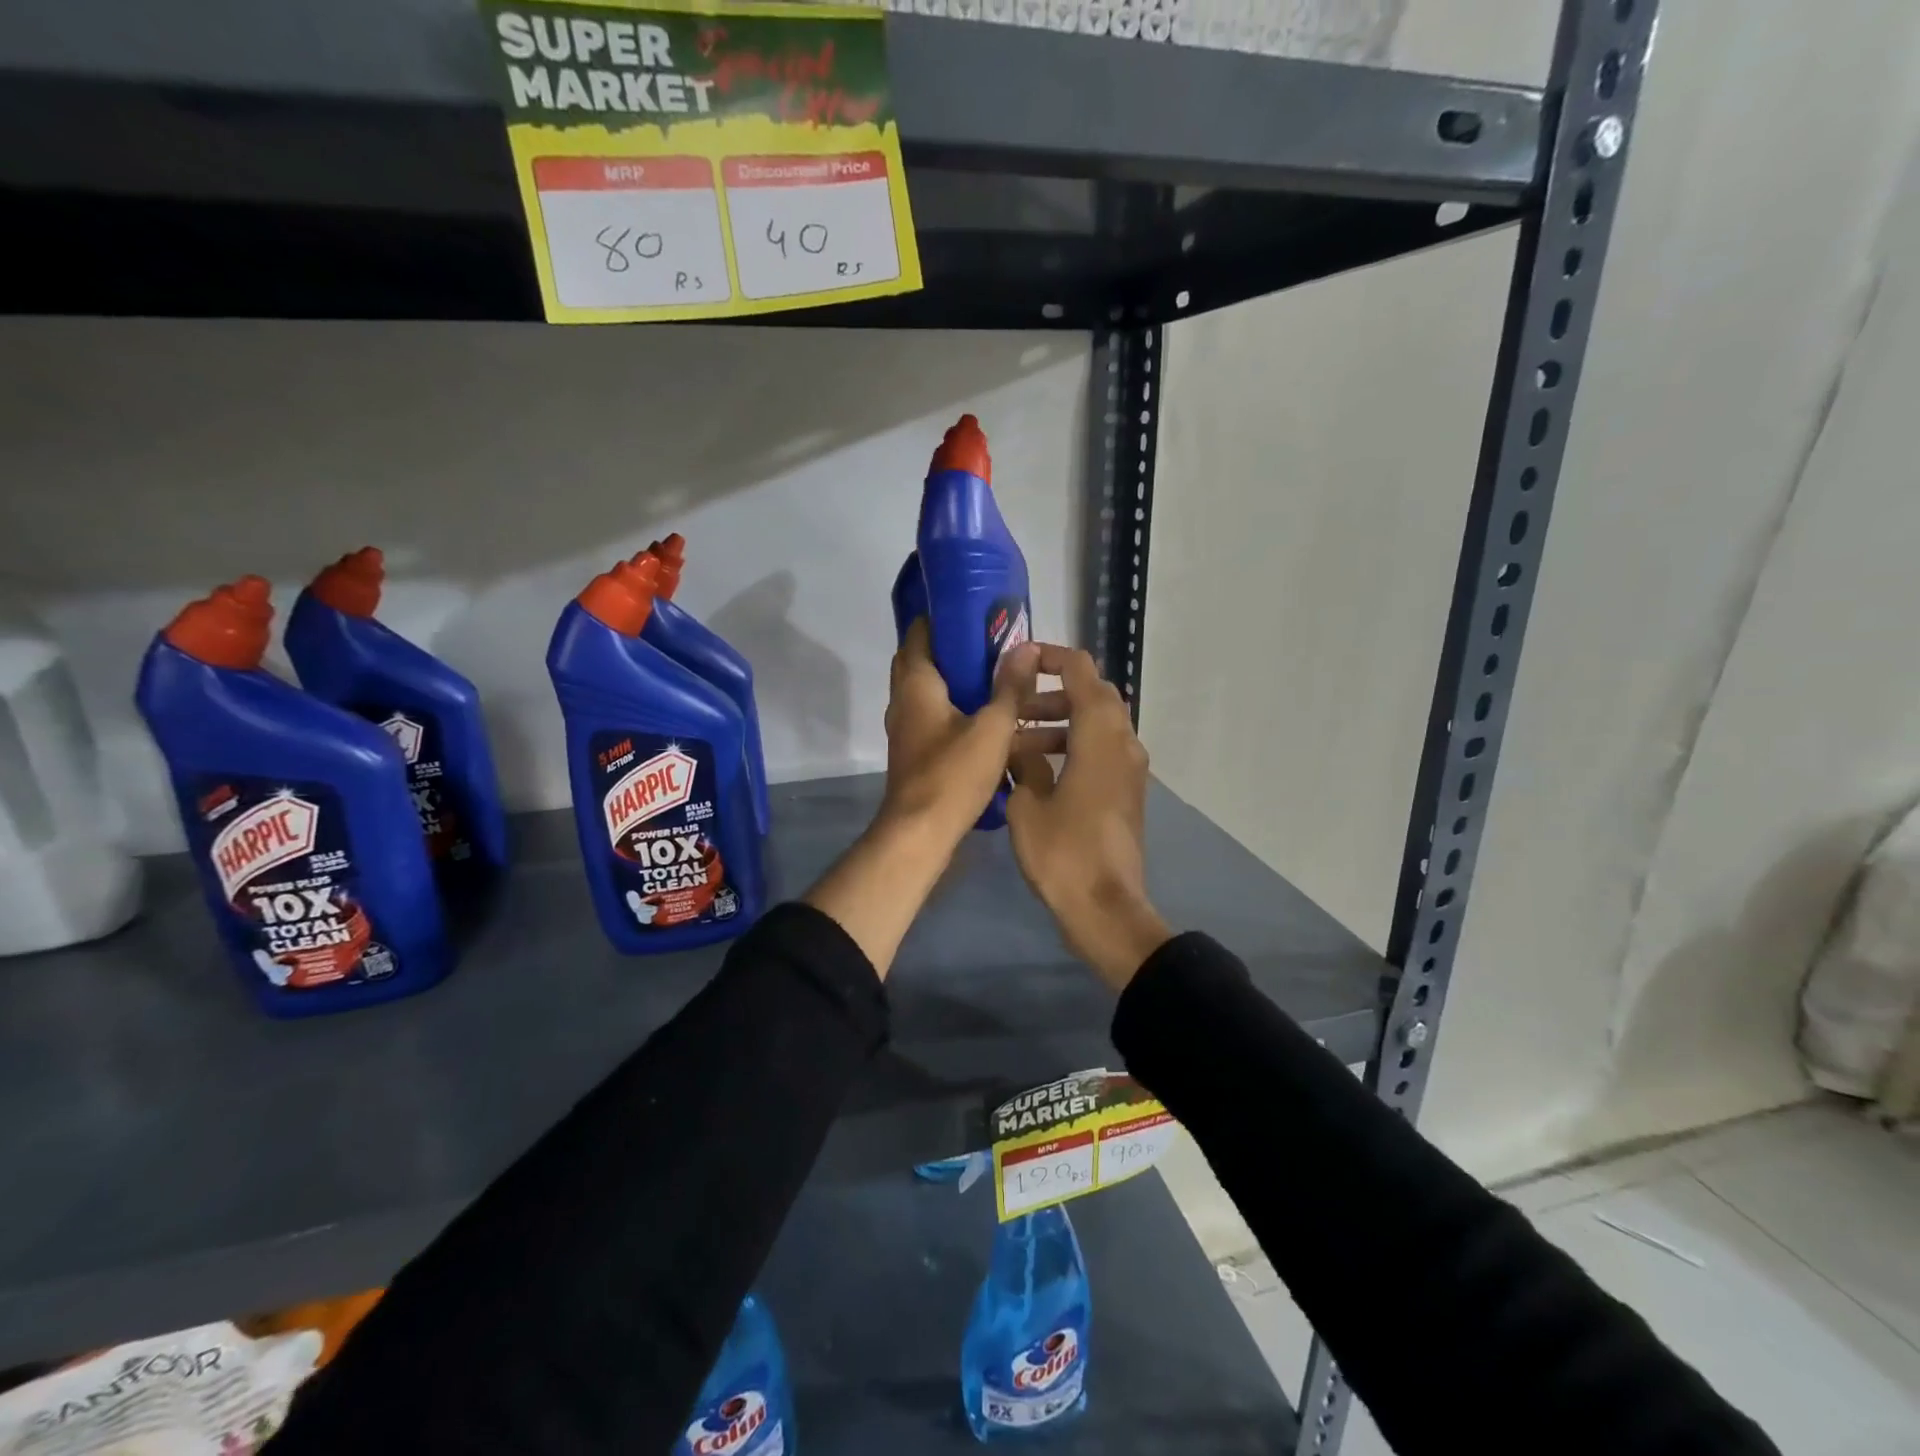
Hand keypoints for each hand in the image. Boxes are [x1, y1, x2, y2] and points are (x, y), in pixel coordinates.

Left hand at [880, 618, 1037, 843]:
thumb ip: (1010, 687)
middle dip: (961, 652)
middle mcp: (906, 700)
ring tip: (1007, 681)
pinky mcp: (919, 753)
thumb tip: (1026, 647)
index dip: (945, 618)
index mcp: (917, 683)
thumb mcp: (993, 727)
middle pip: (930, 663)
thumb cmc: (953, 774)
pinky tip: (998, 721)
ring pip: (938, 695)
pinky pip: (942, 720)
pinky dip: (965, 714)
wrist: (920, 833)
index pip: (920, 633)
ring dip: (967, 686)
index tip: (977, 612)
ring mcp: (910, 729)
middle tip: (997, 647)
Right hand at [1006, 645, 1172, 991]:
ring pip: (1098, 724)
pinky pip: (1102, 750)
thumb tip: (1021, 747)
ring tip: (1019, 743)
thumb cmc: (1062, 854)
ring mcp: (1130, 768)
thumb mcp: (1027, 804)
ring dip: (1061, 722)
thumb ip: (1024, 763)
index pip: (1081, 671)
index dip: (1051, 657)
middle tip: (1015, 708)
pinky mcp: (1128, 792)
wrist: (1106, 908)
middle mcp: (1122, 742)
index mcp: (1099, 736)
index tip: (1019, 661)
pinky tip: (1040, 771)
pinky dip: (1074, 746)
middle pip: (1093, 694)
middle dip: (1052, 693)